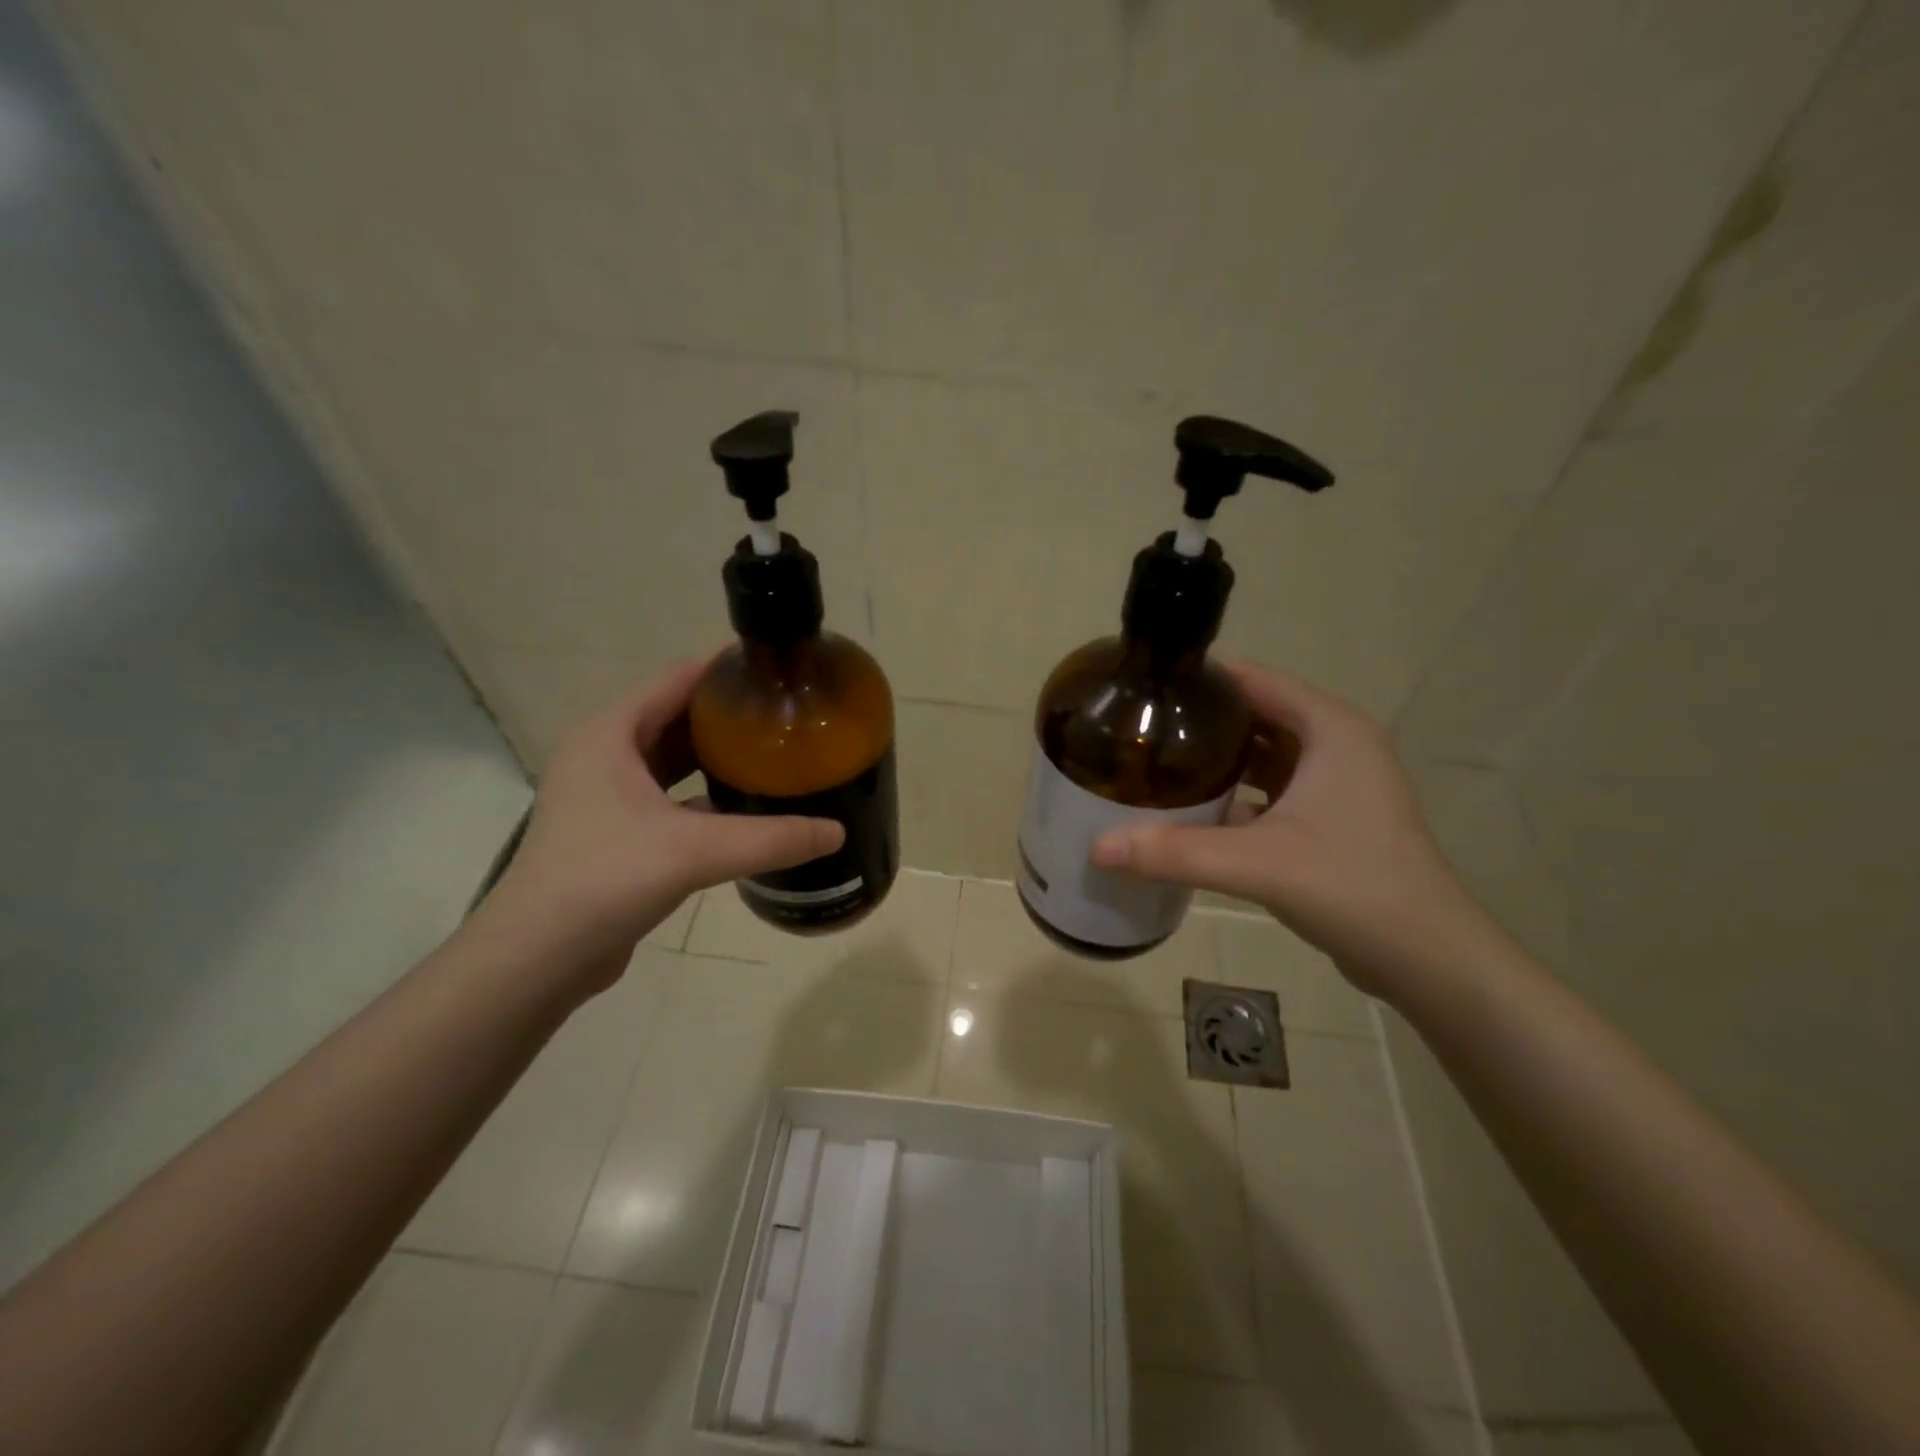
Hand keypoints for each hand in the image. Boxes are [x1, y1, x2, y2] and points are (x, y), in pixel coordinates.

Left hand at [482, 657, 843, 982]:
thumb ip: (770, 838)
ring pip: (672, 758)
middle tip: (787, 718)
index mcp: (611, 733)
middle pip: (676, 715)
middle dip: (729, 716)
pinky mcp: (614, 830)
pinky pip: (668, 796)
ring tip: (773, 755)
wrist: (537, 957)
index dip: (727, 671)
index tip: (779, 674)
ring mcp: (605, 794)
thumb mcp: (695, 851)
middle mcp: (603, 753)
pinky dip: (704, 795)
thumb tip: (837, 832)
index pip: (677, 678)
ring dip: (716, 756)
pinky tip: (744, 807)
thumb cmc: (606, 879)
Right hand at [1090, 661, 1488, 997]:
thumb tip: (1097, 847)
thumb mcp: (1259, 864)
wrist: (1427, 959)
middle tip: (1139, 730)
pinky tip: (1191, 812)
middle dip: (1199, 722)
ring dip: (1215, 760)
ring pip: (1262, 755)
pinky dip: (1234, 794)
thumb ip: (1176, 852)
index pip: (1253, 680)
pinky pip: (1270, 789)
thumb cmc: (1353, 888)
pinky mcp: (1331, 818)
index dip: (1198, 679)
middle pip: (1253, 715)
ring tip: (1155, 764)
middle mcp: (1336, 744)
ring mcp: (1336, 783)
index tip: (1143, 688)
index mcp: (1329, 728)